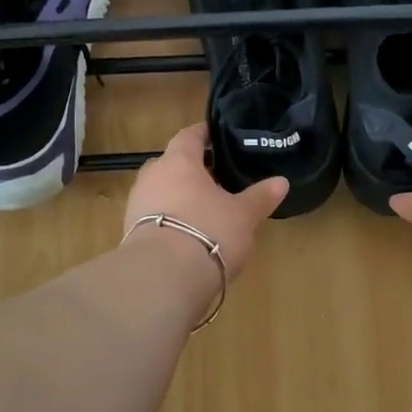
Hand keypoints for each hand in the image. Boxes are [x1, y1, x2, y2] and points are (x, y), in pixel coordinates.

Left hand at [124, 124, 287, 279]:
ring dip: (179, 196)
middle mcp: (152, 176)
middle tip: (216, 178)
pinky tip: (187, 234)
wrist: (162, 277)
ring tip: (204, 209)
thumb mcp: (243, 215)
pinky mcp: (130, 233)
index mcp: (178, 161)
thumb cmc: (208, 231)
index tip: (216, 135)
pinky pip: (153, 216)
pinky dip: (170, 219)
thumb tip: (281, 181)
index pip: (189, 135)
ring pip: (161, 191)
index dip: (203, 134)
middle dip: (192, 169)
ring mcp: (137, 205)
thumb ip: (260, 196)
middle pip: (172, 163)